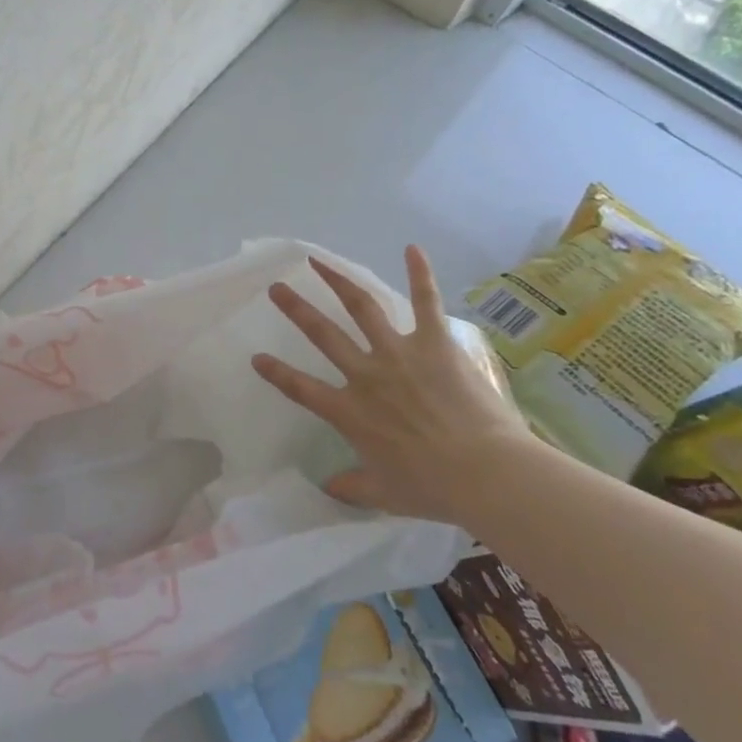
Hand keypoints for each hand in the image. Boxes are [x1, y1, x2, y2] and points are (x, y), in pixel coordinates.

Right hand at [251, 247, 529, 527]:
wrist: (485, 473)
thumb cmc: (432, 487)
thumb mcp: (383, 494)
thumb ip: (351, 486)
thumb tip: (328, 487)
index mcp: (349, 412)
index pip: (301, 388)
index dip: (276, 373)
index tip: (256, 358)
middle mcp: (366, 375)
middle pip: (323, 335)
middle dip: (296, 310)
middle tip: (277, 289)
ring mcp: (399, 354)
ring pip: (361, 308)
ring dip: (337, 282)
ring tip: (318, 262)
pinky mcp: (435, 343)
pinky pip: (425, 302)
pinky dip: (420, 273)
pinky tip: (412, 248)